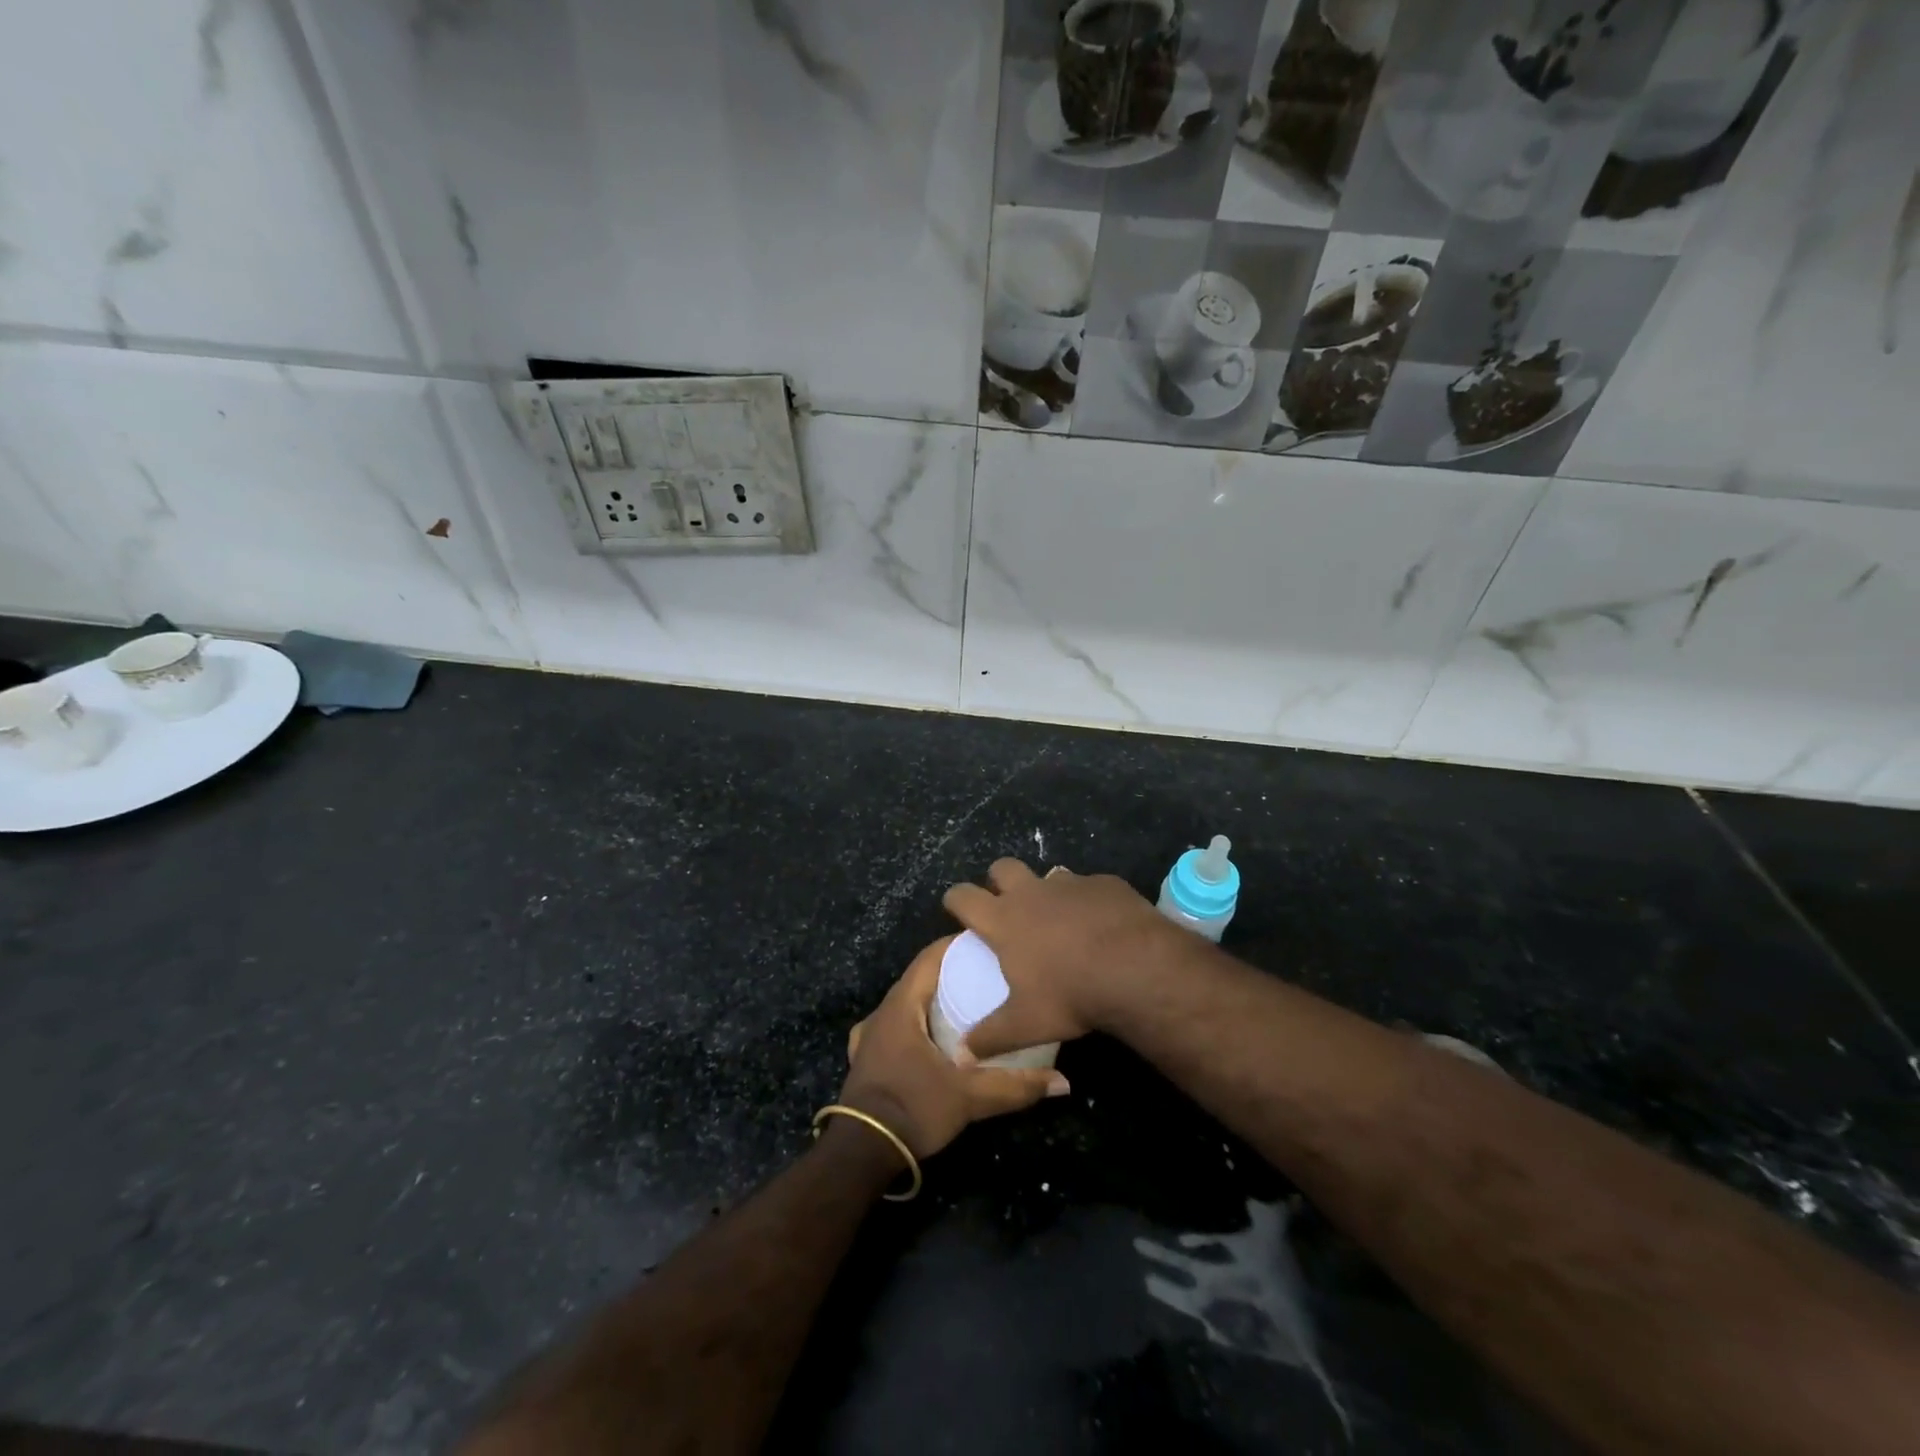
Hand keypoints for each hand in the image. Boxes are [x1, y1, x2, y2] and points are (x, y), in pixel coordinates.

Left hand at [840, 936, 1068, 1160]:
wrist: (860, 1153)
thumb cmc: (913, 1109)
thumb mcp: (969, 1097)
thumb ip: (1015, 1086)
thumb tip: (1063, 1083)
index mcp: (902, 1005)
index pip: (930, 957)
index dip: (956, 946)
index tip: (988, 945)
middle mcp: (882, 1012)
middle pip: (919, 978)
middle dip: (950, 972)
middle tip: (987, 976)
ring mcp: (869, 1035)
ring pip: (906, 1003)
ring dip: (932, 999)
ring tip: (965, 1005)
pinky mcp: (865, 1058)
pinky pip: (893, 1027)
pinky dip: (914, 1024)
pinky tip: (929, 1038)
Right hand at [941, 859, 1186, 1060]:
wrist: (1136, 968)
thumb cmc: (1070, 995)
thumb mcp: (1025, 1025)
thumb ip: (990, 1038)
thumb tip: (961, 1055)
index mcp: (1004, 919)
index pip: (963, 896)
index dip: (955, 899)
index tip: (956, 908)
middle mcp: (1032, 893)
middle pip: (1002, 867)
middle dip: (998, 881)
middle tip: (1006, 905)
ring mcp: (1071, 883)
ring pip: (1048, 874)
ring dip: (1047, 892)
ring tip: (1059, 920)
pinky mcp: (1105, 883)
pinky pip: (1089, 886)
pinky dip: (1088, 901)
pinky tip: (1101, 925)